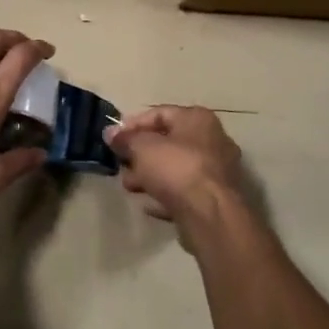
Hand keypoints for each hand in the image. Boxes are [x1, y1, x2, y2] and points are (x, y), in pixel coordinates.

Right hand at [105, 105, 243, 222]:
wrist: (210, 214)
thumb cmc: (176, 169)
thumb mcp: (142, 148)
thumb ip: (125, 139)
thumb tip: (111, 133)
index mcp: (197, 119)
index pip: (160, 113)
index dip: (133, 124)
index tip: (113, 139)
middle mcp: (212, 140)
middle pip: (169, 142)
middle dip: (141, 154)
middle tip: (121, 164)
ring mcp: (217, 171)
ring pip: (176, 168)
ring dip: (151, 176)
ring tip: (130, 187)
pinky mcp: (216, 198)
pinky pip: (185, 191)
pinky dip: (166, 195)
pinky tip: (149, 205)